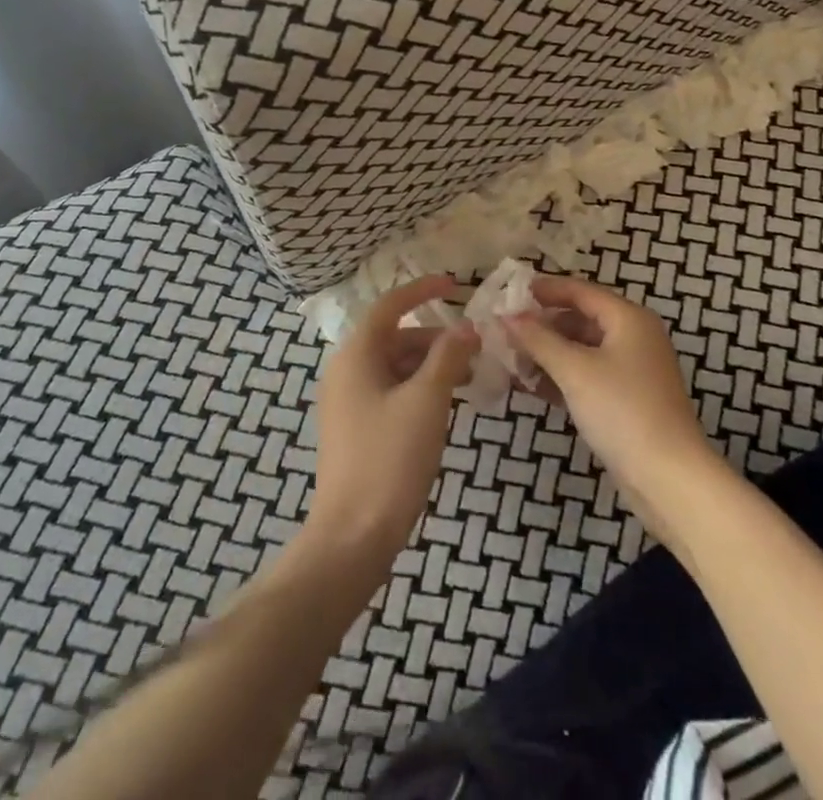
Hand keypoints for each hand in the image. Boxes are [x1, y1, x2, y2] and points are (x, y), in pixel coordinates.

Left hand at [305, 275, 477, 572]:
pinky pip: (391, 393)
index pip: (390, 306)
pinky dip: (419, 390)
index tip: (456, 285)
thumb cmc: (389, 459)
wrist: (353, 537)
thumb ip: (447, 357)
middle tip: (476, 348)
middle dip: (435, 338)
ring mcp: (348, 403)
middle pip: (395, 338)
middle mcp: (346, 371)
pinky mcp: (356, 430)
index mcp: (356, 355)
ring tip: (469, 377)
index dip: (422, 290)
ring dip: (430, 366)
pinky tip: (446, 406)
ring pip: (395, 368)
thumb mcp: (426, 401)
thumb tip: (466, 327)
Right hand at [506, 275, 724, 545]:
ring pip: (583, 349)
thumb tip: (507, 316)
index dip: (545, 289)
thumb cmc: (621, 410)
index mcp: (628, 318)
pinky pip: (590, 375)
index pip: (579, 290)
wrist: (668, 478)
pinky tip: (535, 388)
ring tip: (513, 361)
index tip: (510, 294)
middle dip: (543, 325)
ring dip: (550, 353)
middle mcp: (634, 336)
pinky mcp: (629, 399)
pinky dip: (564, 376)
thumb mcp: (574, 370)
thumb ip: (538, 339)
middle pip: (581, 318)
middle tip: (506, 332)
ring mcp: (633, 369)